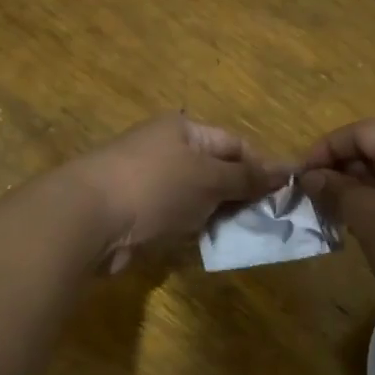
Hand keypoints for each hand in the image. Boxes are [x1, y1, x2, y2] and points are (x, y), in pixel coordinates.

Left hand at [70, 114, 287, 273]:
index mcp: (183, 130)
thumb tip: (286, 170)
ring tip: (246, 235)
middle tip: (270, 220)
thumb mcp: (209, 177)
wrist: (89, 219)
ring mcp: (150, 182)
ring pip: (198, 198)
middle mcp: (166, 150)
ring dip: (219, 215)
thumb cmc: (156, 186)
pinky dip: (195, 229)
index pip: (234, 143)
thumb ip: (246, 177)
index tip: (286, 193)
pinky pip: (177, 218)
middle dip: (242, 194)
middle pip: (216, 170)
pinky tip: (211, 244)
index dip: (261, 166)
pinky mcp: (139, 213)